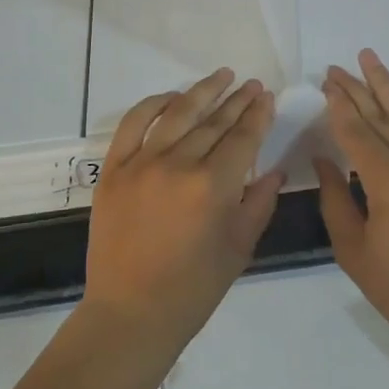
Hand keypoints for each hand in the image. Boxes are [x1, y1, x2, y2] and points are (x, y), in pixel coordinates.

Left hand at [81, 69, 281, 370]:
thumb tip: (274, 171)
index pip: (242, 138)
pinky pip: (133, 124)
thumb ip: (259, 204)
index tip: (266, 96)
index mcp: (213, 186)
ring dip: (202, 92)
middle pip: (214, 122)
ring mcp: (142, 163)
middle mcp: (178, 165)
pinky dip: (153, 105)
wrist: (131, 312)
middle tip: (251, 84)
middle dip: (237, 101)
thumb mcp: (238, 248)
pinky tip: (172, 97)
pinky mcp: (114, 169)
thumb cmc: (193, 289)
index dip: (257, 115)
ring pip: (177, 114)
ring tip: (221, 76)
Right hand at [314, 50, 388, 374]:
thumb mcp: (354, 250)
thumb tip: (324, 160)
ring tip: (367, 57)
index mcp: (387, 180)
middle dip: (355, 89)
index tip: (325, 84)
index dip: (338, 106)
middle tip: (335, 68)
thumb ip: (336, 199)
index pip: (355, 131)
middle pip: (380, 114)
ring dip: (387, 83)